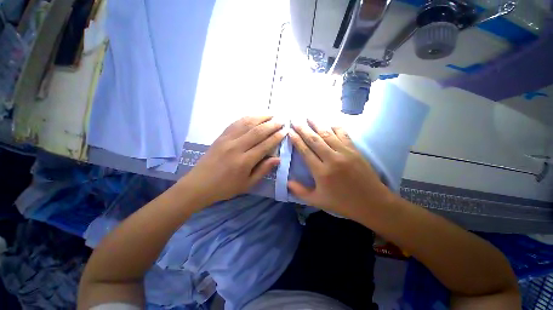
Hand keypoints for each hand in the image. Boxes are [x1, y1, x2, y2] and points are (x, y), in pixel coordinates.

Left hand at [179, 116, 285, 207]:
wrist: (199, 184)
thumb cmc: (226, 187)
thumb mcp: (247, 184)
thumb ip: (263, 170)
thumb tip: (278, 159)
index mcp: (244, 161)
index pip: (265, 145)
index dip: (276, 137)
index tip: (285, 131)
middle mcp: (236, 147)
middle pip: (258, 132)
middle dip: (272, 125)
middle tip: (281, 121)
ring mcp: (227, 140)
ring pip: (247, 124)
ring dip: (260, 118)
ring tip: (271, 115)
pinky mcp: (221, 136)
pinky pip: (235, 123)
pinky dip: (246, 118)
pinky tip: (254, 116)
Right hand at [288, 120, 395, 219]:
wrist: (372, 202)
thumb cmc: (342, 203)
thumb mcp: (318, 201)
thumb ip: (300, 191)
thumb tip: (287, 182)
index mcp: (321, 172)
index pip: (305, 151)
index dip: (296, 140)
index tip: (290, 131)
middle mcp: (332, 159)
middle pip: (314, 140)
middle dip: (303, 129)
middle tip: (295, 120)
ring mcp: (345, 153)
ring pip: (327, 134)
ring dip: (317, 124)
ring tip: (309, 116)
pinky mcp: (354, 151)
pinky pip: (343, 135)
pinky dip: (336, 127)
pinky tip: (330, 122)